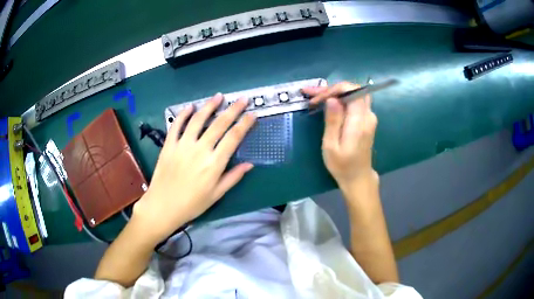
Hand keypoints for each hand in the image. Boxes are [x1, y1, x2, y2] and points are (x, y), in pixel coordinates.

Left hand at [133, 93, 255, 242]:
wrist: (163, 206)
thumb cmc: (192, 204)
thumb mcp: (216, 194)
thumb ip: (233, 177)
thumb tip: (250, 164)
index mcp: (214, 163)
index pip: (234, 138)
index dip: (245, 124)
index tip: (252, 114)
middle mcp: (200, 149)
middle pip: (219, 124)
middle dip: (233, 109)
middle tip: (242, 99)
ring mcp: (183, 145)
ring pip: (198, 120)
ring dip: (210, 106)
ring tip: (219, 96)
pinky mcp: (169, 145)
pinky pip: (176, 125)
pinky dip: (183, 114)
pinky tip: (190, 107)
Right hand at [302, 82, 377, 190]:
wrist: (358, 177)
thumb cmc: (342, 165)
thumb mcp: (331, 146)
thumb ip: (333, 121)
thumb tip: (332, 99)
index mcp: (360, 122)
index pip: (352, 91)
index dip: (333, 90)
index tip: (317, 99)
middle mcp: (368, 115)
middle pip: (352, 90)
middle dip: (331, 89)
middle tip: (311, 93)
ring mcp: (369, 117)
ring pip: (353, 94)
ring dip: (334, 93)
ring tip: (315, 97)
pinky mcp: (366, 119)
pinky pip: (354, 102)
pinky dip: (340, 99)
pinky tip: (327, 102)